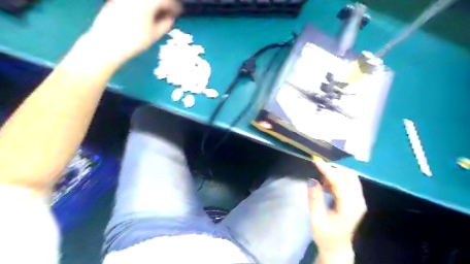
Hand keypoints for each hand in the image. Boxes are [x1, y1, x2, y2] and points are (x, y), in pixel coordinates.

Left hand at [84, 0, 179, 62]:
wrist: (107, 43)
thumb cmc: (134, 41)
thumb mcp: (154, 35)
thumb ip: (165, 24)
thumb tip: (170, 19)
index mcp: (147, 3)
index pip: (165, 0)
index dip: (174, 6)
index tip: (178, 13)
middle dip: (163, 4)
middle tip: (168, 13)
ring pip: (144, 0)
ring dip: (153, 5)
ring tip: (156, 14)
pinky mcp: (116, 1)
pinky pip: (134, 1)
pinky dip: (142, 5)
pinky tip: (143, 14)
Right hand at [310, 157, 366, 259]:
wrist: (337, 248)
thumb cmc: (325, 236)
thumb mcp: (316, 219)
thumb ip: (315, 199)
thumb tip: (312, 180)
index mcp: (349, 208)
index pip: (339, 182)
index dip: (327, 170)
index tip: (316, 160)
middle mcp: (358, 202)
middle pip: (349, 176)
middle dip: (333, 171)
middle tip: (318, 175)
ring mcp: (359, 201)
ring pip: (350, 177)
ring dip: (335, 175)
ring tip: (322, 185)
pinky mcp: (356, 200)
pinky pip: (348, 182)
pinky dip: (337, 180)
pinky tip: (327, 188)